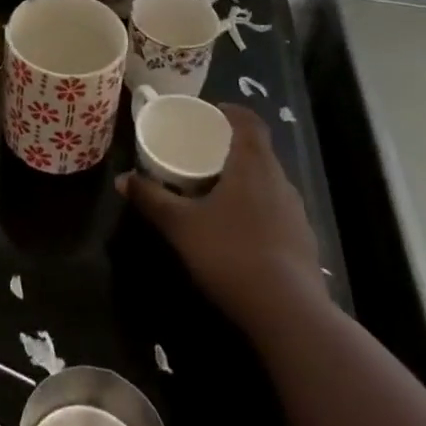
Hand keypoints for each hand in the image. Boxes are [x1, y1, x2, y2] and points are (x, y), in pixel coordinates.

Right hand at [117, 104, 325, 337]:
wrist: (289, 313)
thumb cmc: (230, 253)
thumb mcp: (180, 225)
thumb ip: (151, 198)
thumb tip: (121, 179)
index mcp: (253, 164)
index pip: (250, 122)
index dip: (232, 112)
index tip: (211, 113)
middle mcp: (280, 180)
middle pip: (258, 150)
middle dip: (231, 148)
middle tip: (201, 153)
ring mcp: (296, 212)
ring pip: (268, 182)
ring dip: (245, 179)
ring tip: (216, 190)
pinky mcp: (304, 242)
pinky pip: (276, 210)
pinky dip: (256, 208)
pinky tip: (238, 230)